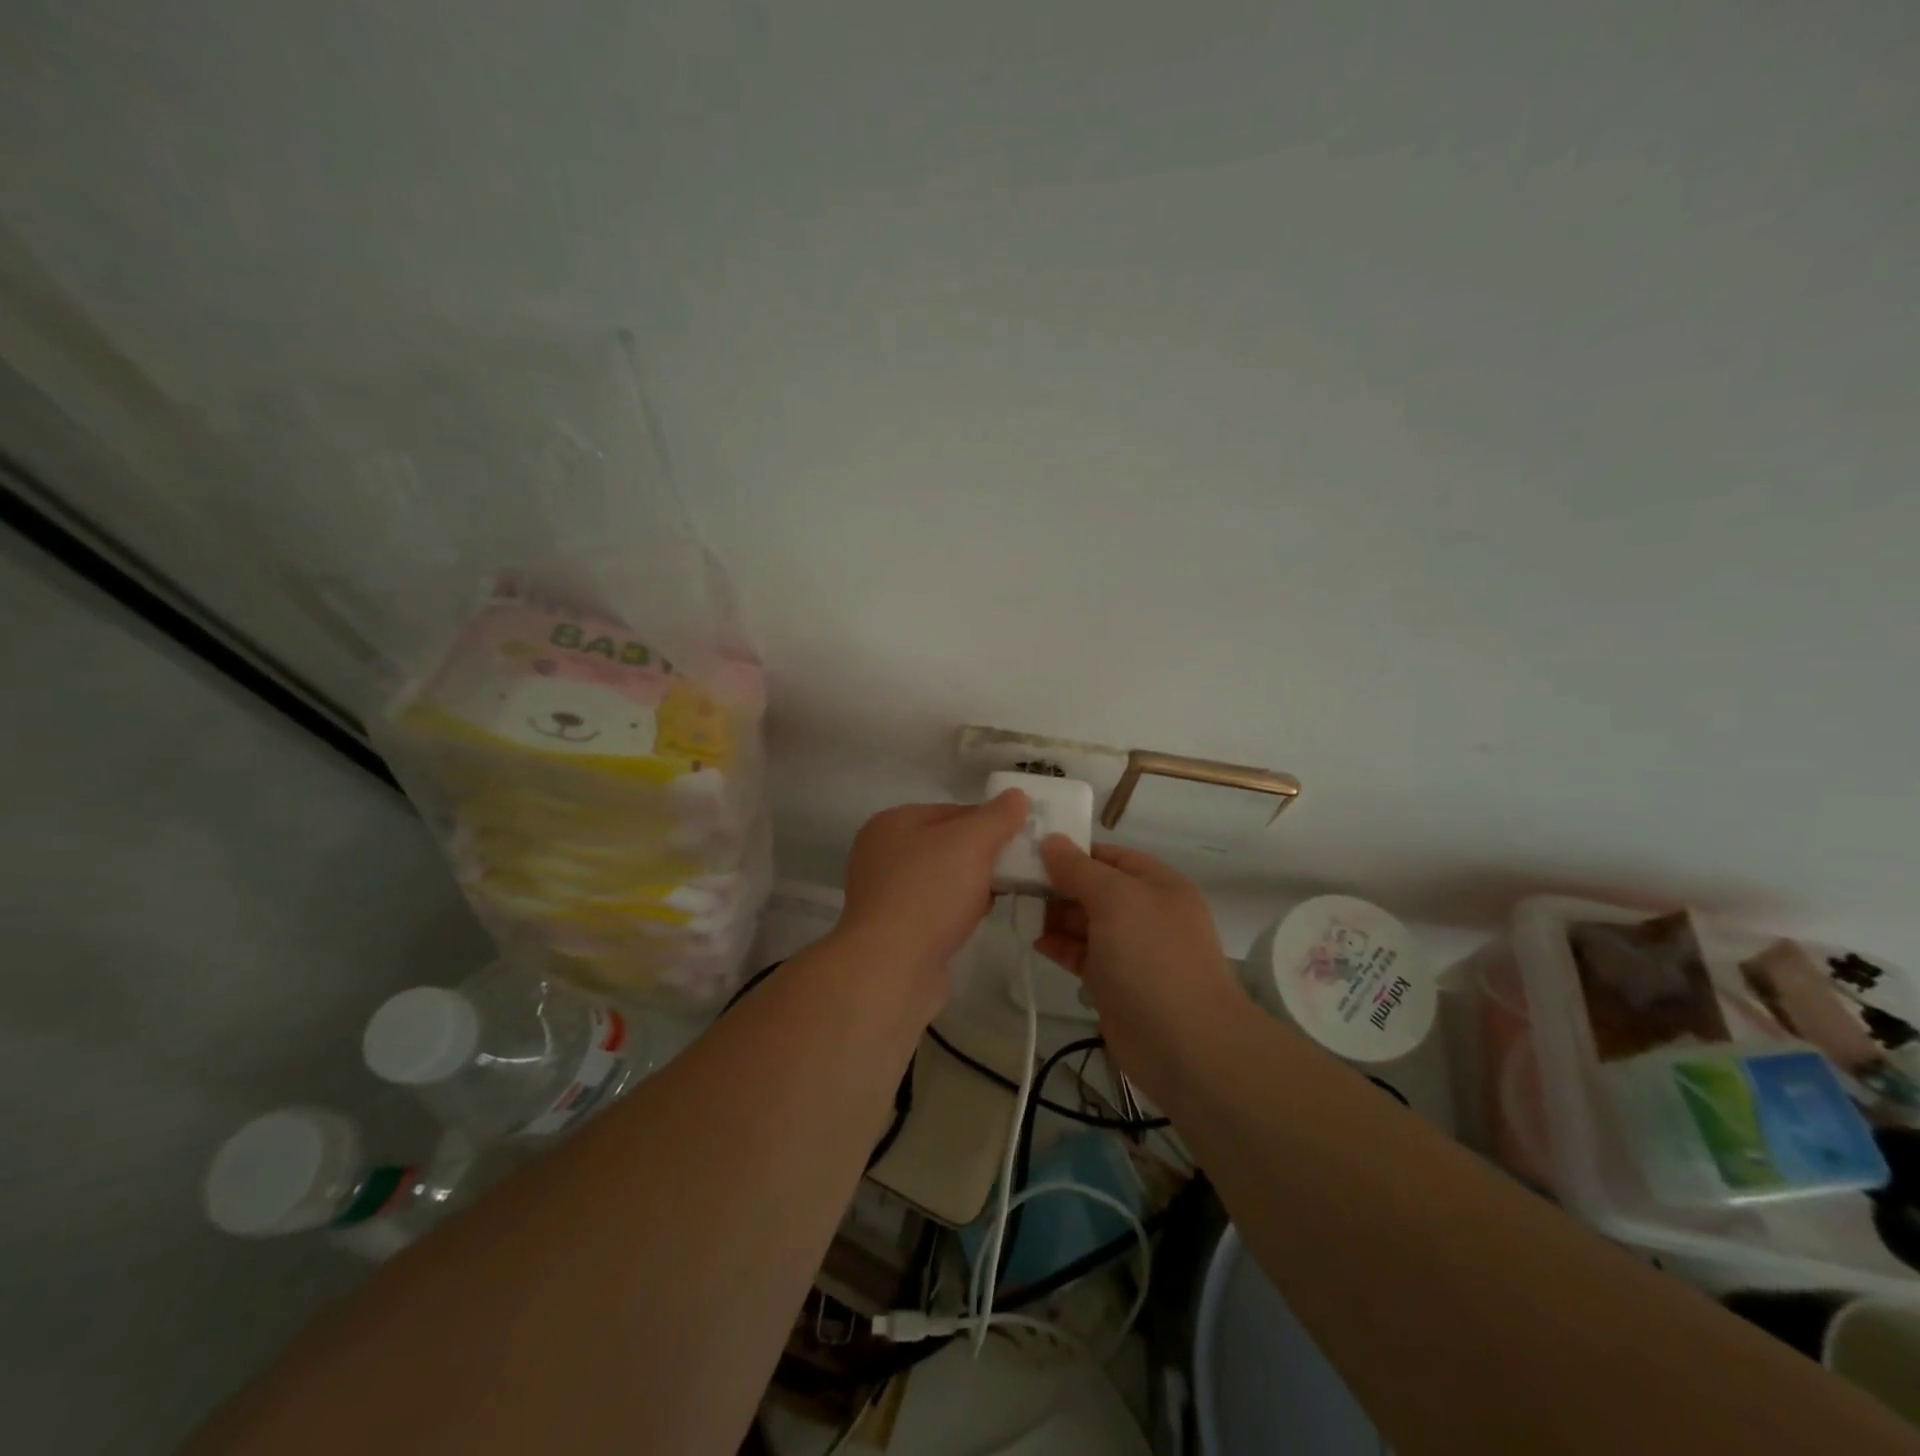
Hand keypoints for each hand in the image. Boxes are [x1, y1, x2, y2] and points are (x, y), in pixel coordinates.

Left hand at [835, 790, 1029, 1016]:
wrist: (891, 969)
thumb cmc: (929, 894)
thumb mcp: (970, 843)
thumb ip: (997, 817)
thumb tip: (1016, 796)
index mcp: (892, 823)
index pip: (953, 810)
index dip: (990, 821)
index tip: (1022, 838)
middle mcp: (883, 854)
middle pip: (948, 844)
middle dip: (984, 855)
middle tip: (1019, 867)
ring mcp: (886, 894)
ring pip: (944, 878)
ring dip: (974, 884)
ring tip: (1006, 892)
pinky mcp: (896, 929)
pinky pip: (936, 908)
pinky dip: (959, 910)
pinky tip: (981, 918)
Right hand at [1035, 837, 1247, 1100]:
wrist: (1185, 1045)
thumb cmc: (1151, 957)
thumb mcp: (1115, 900)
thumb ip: (1079, 869)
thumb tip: (1050, 840)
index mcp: (1157, 884)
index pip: (1109, 855)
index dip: (1072, 852)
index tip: (1029, 851)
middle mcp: (1146, 912)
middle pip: (1094, 888)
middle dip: (1057, 884)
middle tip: (1014, 882)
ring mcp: (1132, 949)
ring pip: (1086, 922)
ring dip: (1054, 915)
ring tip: (1019, 909)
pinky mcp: (1116, 982)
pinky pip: (1082, 953)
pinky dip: (1060, 945)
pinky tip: (1035, 941)